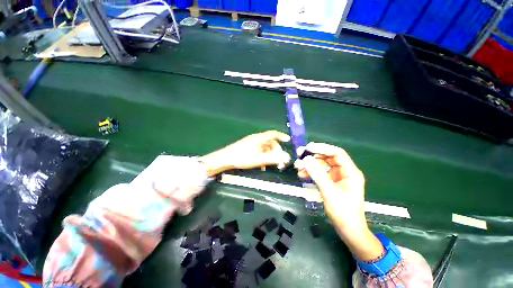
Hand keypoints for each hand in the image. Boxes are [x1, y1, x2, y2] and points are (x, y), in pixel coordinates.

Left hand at [200, 130, 290, 176]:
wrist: (225, 159)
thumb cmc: (242, 157)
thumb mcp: (259, 159)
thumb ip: (273, 159)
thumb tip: (287, 157)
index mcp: (259, 138)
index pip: (273, 133)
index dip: (282, 136)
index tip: (288, 141)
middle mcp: (256, 139)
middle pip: (270, 143)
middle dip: (276, 152)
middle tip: (279, 162)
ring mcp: (251, 143)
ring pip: (265, 148)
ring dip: (269, 156)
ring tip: (269, 166)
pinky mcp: (248, 148)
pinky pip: (259, 151)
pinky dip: (262, 157)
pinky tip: (261, 166)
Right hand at [295, 142, 382, 260]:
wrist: (348, 231)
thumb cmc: (343, 212)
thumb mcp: (329, 192)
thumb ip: (318, 175)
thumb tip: (306, 159)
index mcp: (350, 172)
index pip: (336, 153)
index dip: (322, 148)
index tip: (308, 148)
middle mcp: (343, 172)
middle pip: (327, 158)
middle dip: (313, 157)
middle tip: (299, 155)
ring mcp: (336, 178)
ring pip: (321, 166)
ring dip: (309, 165)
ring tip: (297, 166)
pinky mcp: (330, 183)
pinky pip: (319, 174)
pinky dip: (310, 173)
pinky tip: (302, 175)